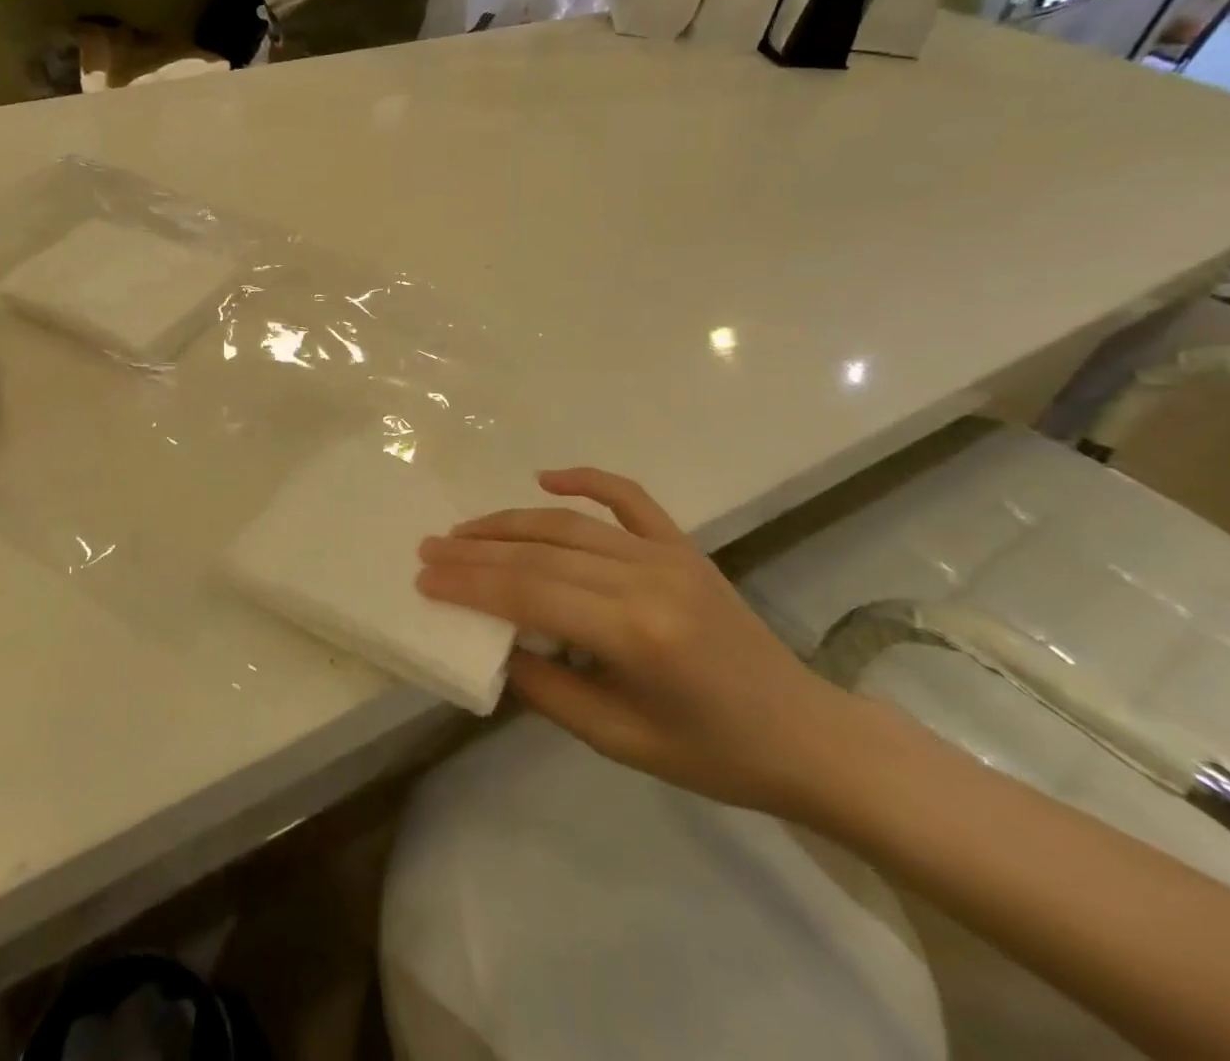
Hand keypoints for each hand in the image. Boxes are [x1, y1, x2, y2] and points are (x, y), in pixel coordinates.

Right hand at [416, 466, 858, 816]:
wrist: (805, 736)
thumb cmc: (711, 754)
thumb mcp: (617, 740)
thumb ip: (547, 689)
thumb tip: (493, 644)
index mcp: (634, 633)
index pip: (529, 593)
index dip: (470, 585)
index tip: (425, 579)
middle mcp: (646, 579)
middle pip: (540, 552)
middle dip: (476, 550)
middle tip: (428, 548)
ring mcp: (667, 554)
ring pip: (568, 524)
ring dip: (509, 522)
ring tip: (462, 530)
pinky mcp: (682, 545)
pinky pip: (628, 498)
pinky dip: (585, 479)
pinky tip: (544, 475)